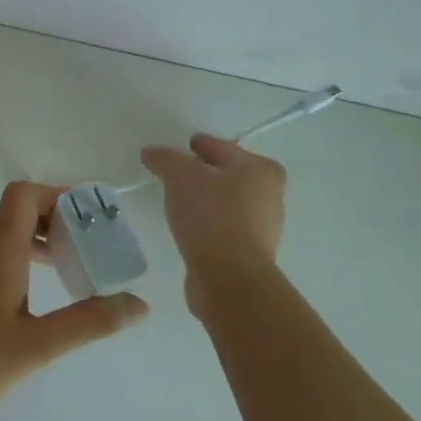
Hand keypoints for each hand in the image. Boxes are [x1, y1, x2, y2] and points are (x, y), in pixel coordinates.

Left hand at [0, 182, 147, 420]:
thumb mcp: (36, 348)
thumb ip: (88, 322)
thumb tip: (139, 304)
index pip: (22, 195)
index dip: (56, 195)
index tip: (89, 219)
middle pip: (16, 216)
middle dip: (56, 224)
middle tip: (91, 252)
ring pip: (1, 241)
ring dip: (36, 247)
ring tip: (70, 278)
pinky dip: (15, 266)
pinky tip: (29, 305)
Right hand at [140, 134, 286, 319]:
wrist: (229, 276)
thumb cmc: (211, 215)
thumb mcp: (180, 176)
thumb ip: (166, 159)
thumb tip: (152, 152)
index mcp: (260, 171)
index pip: (226, 148)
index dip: (204, 144)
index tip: (187, 144)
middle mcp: (269, 196)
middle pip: (232, 175)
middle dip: (208, 172)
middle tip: (180, 170)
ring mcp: (262, 228)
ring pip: (228, 202)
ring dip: (207, 198)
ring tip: (179, 198)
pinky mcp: (248, 253)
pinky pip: (223, 226)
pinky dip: (207, 221)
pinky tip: (187, 225)